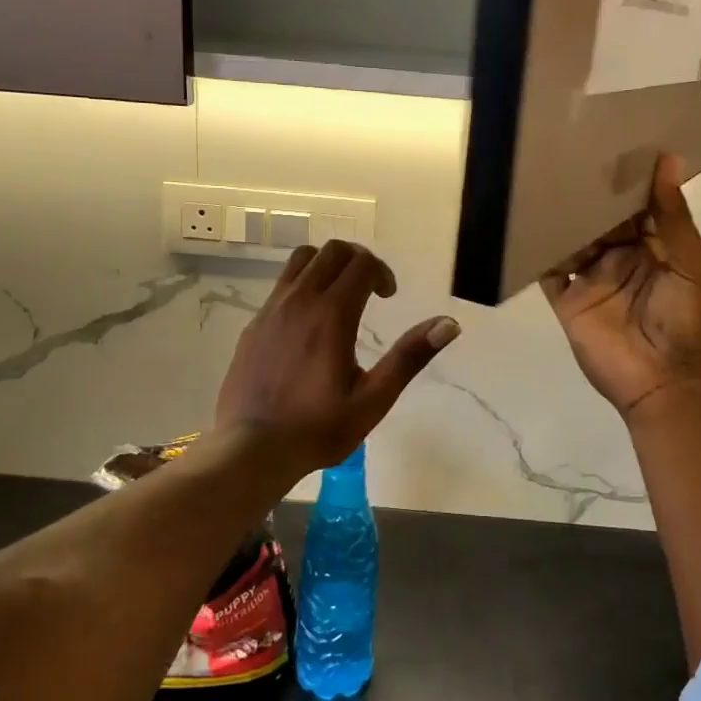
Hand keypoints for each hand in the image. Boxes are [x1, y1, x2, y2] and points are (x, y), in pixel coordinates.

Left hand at [216, 240, 459, 472]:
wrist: (251, 449)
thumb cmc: (319, 427)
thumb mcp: (374, 398)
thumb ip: (410, 356)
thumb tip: (449, 324)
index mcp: (332, 314)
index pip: (362, 263)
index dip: (382, 273)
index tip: (389, 297)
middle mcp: (299, 300)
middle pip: (332, 251)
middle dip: (358, 261)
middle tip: (370, 291)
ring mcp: (271, 309)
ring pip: (302, 260)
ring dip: (327, 266)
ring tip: (339, 297)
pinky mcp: (254, 324)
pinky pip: (282, 285)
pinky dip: (303, 285)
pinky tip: (308, 324)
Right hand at [541, 154, 700, 421]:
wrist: (665, 384)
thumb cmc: (688, 321)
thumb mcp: (691, 264)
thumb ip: (673, 217)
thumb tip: (668, 159)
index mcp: (656, 247)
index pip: (637, 206)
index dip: (625, 180)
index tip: (608, 143)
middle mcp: (622, 258)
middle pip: (601, 220)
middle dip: (588, 195)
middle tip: (565, 154)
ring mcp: (592, 279)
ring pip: (573, 240)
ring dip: (562, 218)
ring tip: (542, 181)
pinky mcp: (568, 301)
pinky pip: (549, 271)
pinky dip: (538, 251)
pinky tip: (525, 224)